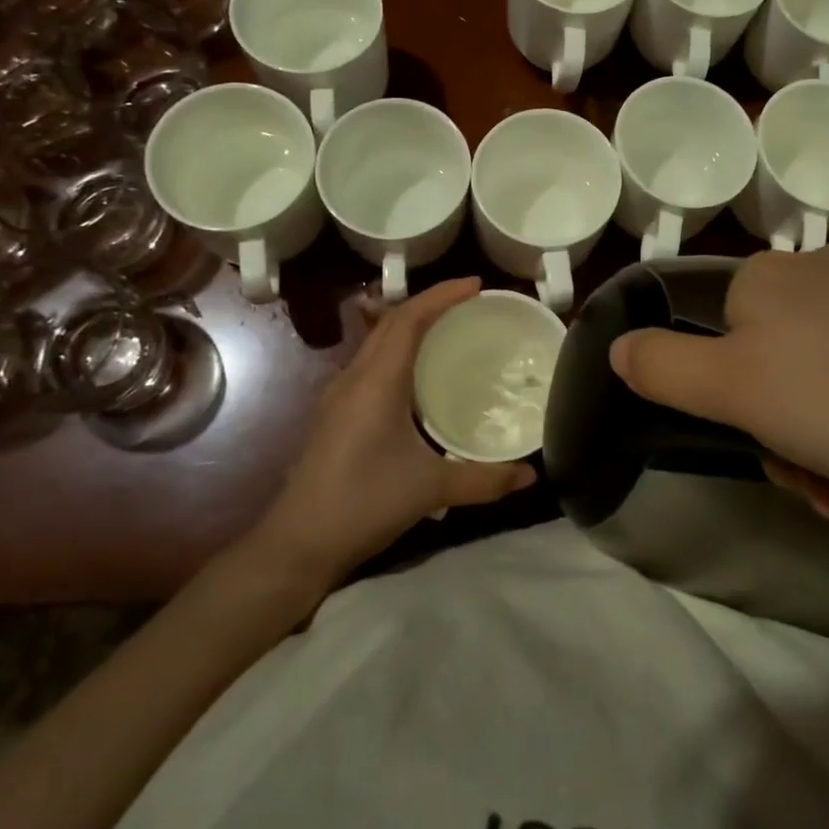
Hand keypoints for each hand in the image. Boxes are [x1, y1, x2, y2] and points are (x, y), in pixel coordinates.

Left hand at [251, 278, 536, 578]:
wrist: (298, 543)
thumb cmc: (363, 504)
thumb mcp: (430, 490)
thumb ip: (484, 479)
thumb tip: (530, 474)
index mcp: (377, 382)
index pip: (409, 319)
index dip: (442, 295)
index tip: (476, 284)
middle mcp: (355, 378)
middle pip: (392, 322)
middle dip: (431, 303)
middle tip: (471, 302)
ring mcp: (341, 395)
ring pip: (379, 341)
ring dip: (412, 324)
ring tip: (450, 327)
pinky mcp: (337, 414)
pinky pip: (372, 363)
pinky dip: (400, 350)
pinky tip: (419, 374)